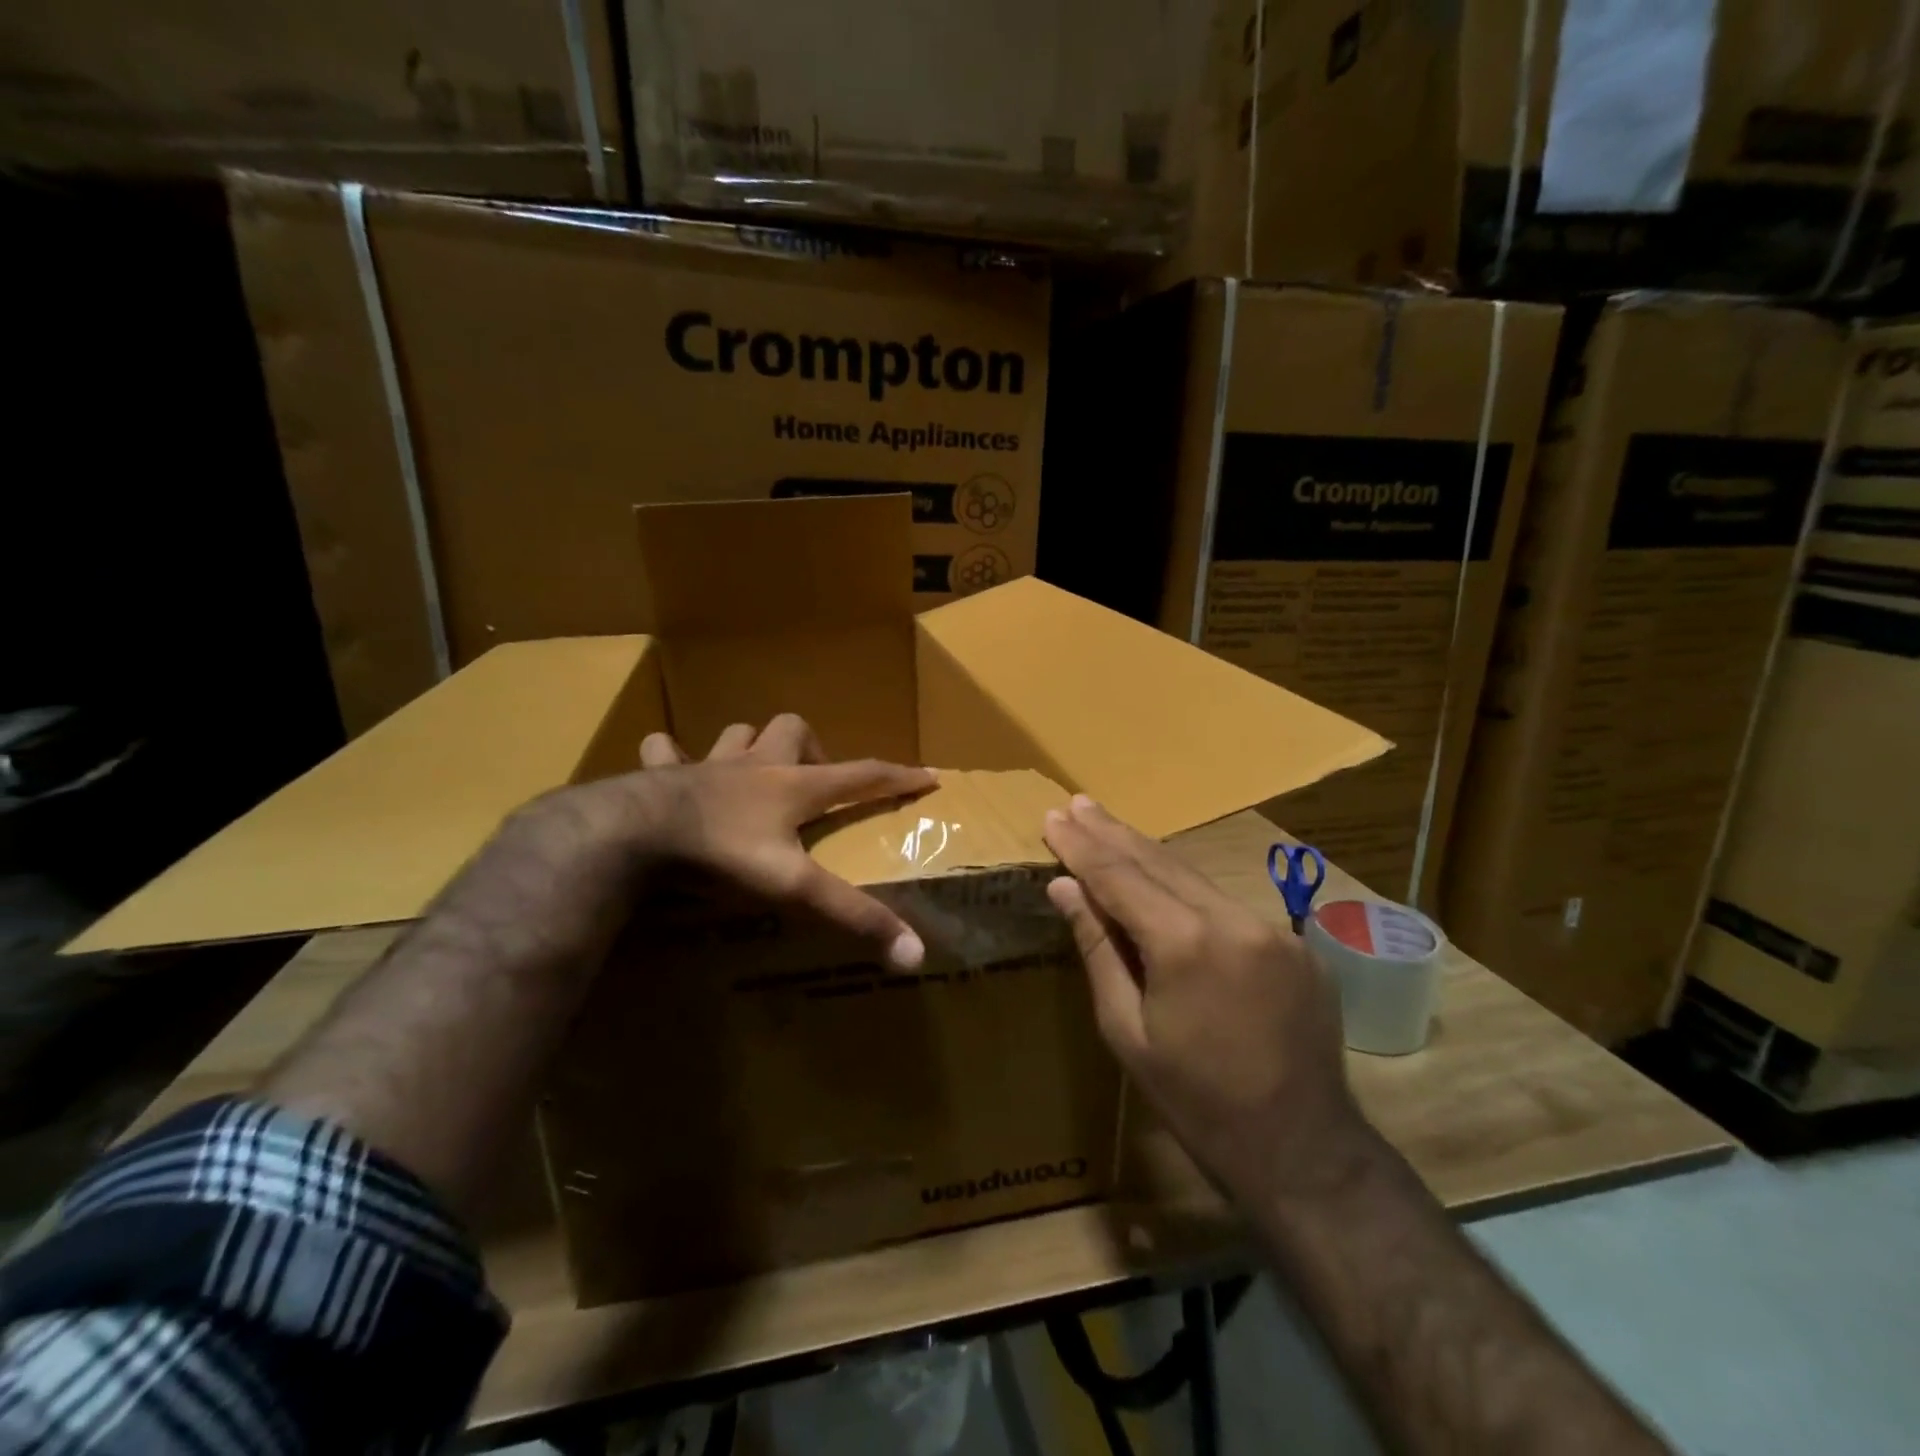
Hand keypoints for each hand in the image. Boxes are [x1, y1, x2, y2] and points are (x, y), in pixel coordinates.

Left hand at [628, 714, 935, 967]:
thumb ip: (851, 917)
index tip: (928, 775)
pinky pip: (665, 751)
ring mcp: (706, 765)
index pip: (861, 775)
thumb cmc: (722, 855)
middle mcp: (755, 765)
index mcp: (793, 787)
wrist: (631, 834)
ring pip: (737, 733)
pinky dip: (671, 758)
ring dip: (750, 744)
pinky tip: (670, 771)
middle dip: (812, 748)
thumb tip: (915, 954)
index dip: (898, 775)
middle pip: (793, 729)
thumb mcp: (793, 888)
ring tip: (753, 769)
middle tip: (813, 782)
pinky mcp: (660, 775)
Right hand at [1042, 795, 1376, 1204]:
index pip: (1119, 877)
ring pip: (1194, 877)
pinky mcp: (1296, 945)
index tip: (1052, 818)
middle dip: (1112, 833)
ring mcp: (1272, 928)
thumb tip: (1064, 888)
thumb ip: (1098, 948)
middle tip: (1076, 803)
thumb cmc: (1195, 1102)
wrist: (1301, 1151)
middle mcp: (1233, 919)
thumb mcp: (1127, 1030)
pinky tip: (1163, 880)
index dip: (1081, 847)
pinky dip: (1186, 888)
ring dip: (1147, 854)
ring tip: (1108, 827)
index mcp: (1185, 943)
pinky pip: (1226, 904)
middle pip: (1158, 862)